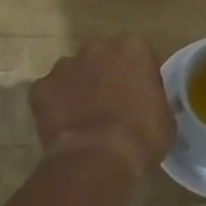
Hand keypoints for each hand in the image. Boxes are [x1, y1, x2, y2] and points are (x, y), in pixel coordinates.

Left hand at [29, 37, 174, 176]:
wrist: (98, 158)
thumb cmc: (142, 135)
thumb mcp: (164, 116)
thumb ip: (152, 97)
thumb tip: (144, 103)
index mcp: (133, 48)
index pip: (138, 56)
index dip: (139, 77)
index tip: (139, 97)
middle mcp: (97, 47)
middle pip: (103, 57)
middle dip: (105, 75)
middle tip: (111, 105)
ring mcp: (65, 65)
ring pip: (73, 72)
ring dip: (79, 87)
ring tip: (84, 117)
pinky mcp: (41, 87)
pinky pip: (49, 93)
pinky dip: (54, 105)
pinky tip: (64, 126)